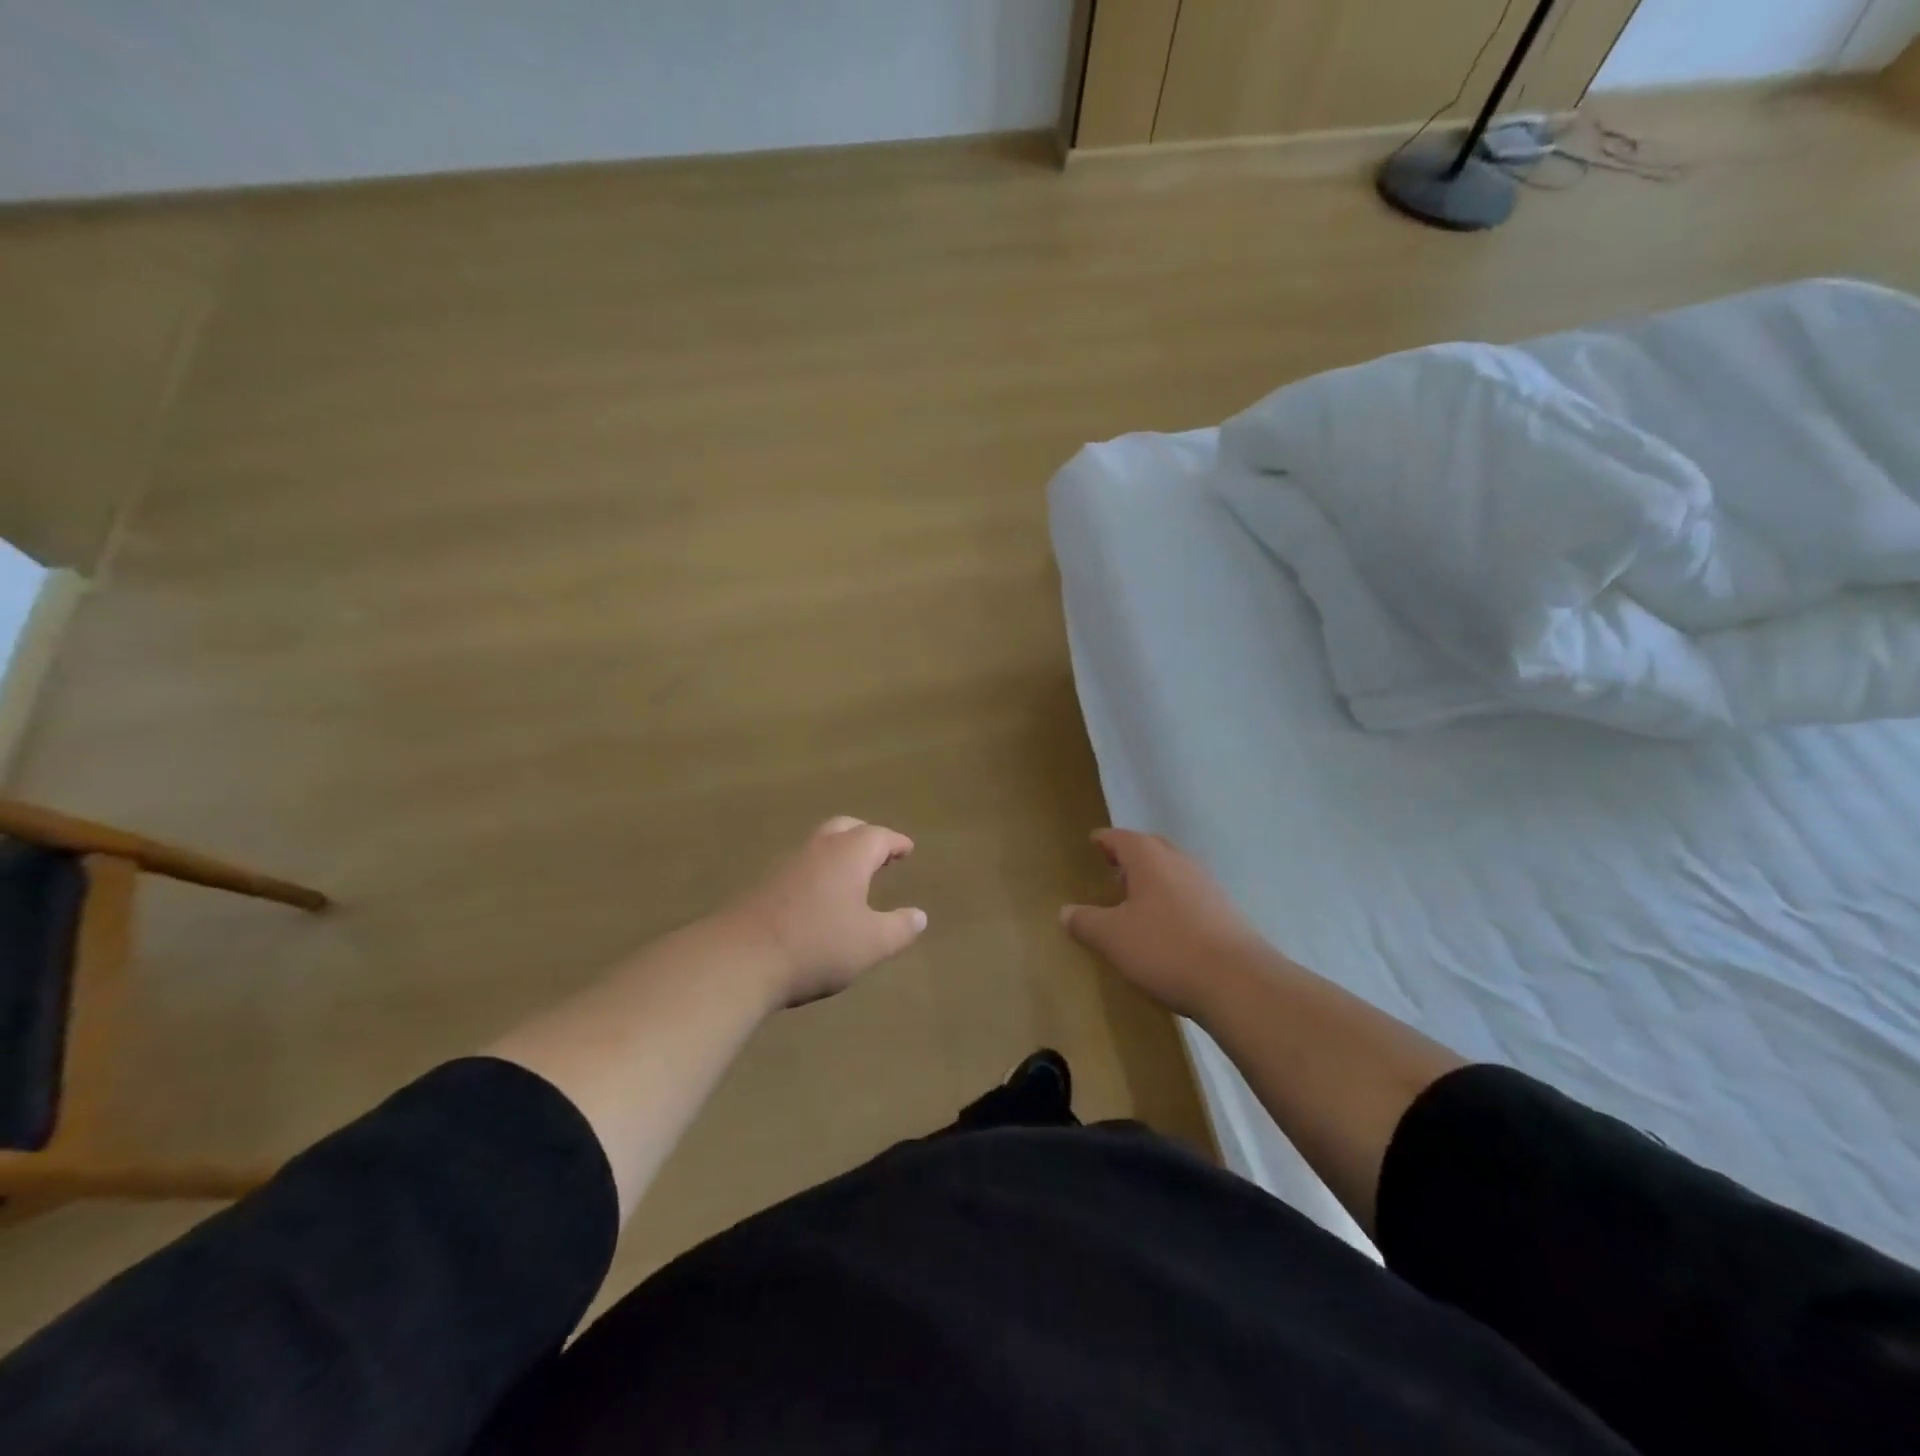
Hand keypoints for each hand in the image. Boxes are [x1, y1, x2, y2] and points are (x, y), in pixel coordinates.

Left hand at [727, 817, 927, 1006]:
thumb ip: (900, 928)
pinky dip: (818, 871)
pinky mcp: (764, 885)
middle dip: (865, 836)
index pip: (879, 836)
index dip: (896, 843)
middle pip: (845, 828)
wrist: (741, 958)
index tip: (907, 850)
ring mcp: (787, 864)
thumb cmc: (817, 945)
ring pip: (819, 844)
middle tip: (880, 853)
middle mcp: (818, 849)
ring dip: (839, 852)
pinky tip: (819, 896)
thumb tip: (919, 916)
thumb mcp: (871, 943)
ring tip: (852, 874)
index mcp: (849, 854)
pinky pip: (801, 866)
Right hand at [1061, 829, 1270, 1019]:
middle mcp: (1180, 862)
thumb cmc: (1166, 949)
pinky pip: (1190, 895)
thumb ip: (1085, 922)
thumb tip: (1065, 912)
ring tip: (1134, 901)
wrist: (1238, 982)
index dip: (1104, 840)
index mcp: (1149, 858)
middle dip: (1130, 856)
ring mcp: (1207, 885)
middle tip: (1111, 870)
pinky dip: (1172, 901)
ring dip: (1153, 879)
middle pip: (1150, 848)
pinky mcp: (1226, 912)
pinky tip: (1165, 927)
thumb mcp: (1112, 938)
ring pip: (1173, 871)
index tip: (1092, 843)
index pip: (1120, 838)